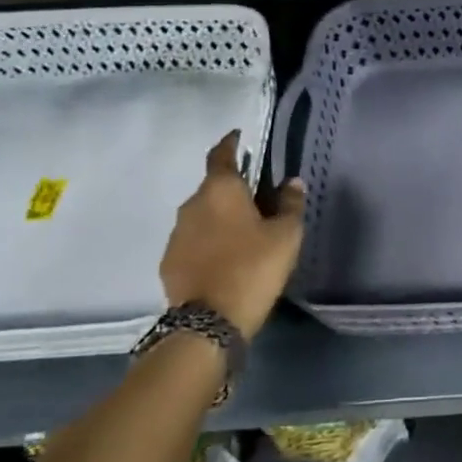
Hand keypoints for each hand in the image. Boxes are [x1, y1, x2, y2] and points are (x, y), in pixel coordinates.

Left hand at [159, 131, 305, 339]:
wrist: (208, 322)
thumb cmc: (253, 267)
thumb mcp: (285, 234)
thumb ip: (290, 204)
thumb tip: (292, 181)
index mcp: (220, 190)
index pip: (221, 154)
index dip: (232, 143)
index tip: (241, 138)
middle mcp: (192, 204)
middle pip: (213, 186)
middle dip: (233, 188)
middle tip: (257, 199)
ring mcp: (176, 234)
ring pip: (202, 215)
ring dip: (220, 217)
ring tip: (243, 232)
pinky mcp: (169, 262)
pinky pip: (193, 241)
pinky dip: (209, 242)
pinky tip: (225, 257)